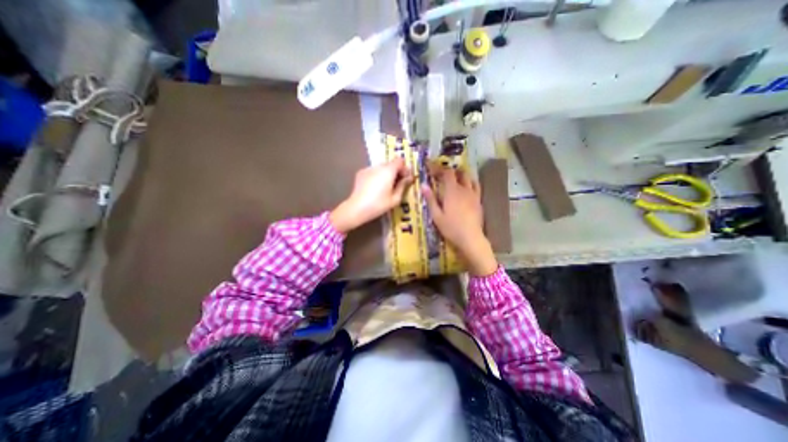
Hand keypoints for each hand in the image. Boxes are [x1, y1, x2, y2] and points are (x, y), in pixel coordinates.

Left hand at [329, 159, 412, 234]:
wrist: (357, 208)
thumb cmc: (378, 205)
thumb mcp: (395, 198)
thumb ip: (403, 185)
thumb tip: (409, 178)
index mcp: (388, 171)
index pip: (400, 161)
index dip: (404, 168)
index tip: (405, 178)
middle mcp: (378, 166)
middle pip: (390, 164)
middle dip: (396, 172)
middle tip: (397, 184)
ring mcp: (368, 169)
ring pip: (381, 168)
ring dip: (386, 174)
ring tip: (385, 187)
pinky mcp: (361, 173)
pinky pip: (373, 171)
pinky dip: (376, 176)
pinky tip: (374, 188)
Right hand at [422, 166, 494, 275]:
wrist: (471, 238)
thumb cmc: (451, 228)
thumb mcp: (436, 215)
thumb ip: (430, 199)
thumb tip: (423, 185)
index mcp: (452, 191)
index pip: (446, 173)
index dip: (438, 168)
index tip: (430, 167)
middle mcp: (464, 189)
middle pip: (457, 173)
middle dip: (448, 171)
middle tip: (440, 175)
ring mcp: (473, 194)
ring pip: (468, 177)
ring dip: (460, 174)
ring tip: (453, 178)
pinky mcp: (478, 200)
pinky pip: (476, 186)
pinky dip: (470, 182)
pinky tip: (466, 186)